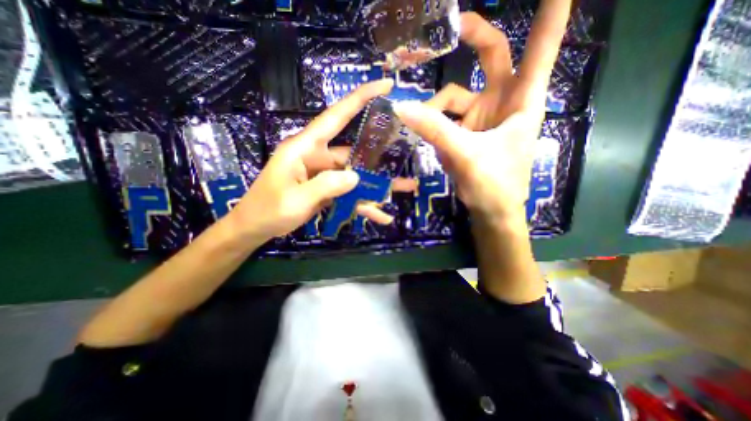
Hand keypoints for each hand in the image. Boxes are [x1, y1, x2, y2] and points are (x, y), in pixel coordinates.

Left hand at [229, 79, 405, 242]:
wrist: (256, 228)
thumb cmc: (268, 210)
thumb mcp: (295, 200)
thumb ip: (324, 186)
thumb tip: (355, 176)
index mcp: (305, 148)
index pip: (336, 117)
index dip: (359, 99)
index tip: (385, 86)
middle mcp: (317, 156)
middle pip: (354, 153)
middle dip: (379, 160)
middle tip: (404, 160)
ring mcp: (323, 174)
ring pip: (355, 176)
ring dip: (377, 186)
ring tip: (404, 188)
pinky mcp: (326, 189)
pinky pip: (349, 194)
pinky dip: (363, 204)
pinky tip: (381, 216)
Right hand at [395, 10, 565, 225]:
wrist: (490, 211)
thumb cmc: (493, 184)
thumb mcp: (465, 154)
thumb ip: (435, 130)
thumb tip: (401, 107)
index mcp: (522, 100)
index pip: (540, 47)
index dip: (550, 13)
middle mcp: (504, 102)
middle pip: (492, 57)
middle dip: (474, 39)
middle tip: (452, 27)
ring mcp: (483, 117)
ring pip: (455, 97)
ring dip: (436, 109)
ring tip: (420, 126)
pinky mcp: (467, 132)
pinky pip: (447, 118)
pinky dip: (434, 124)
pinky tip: (429, 139)